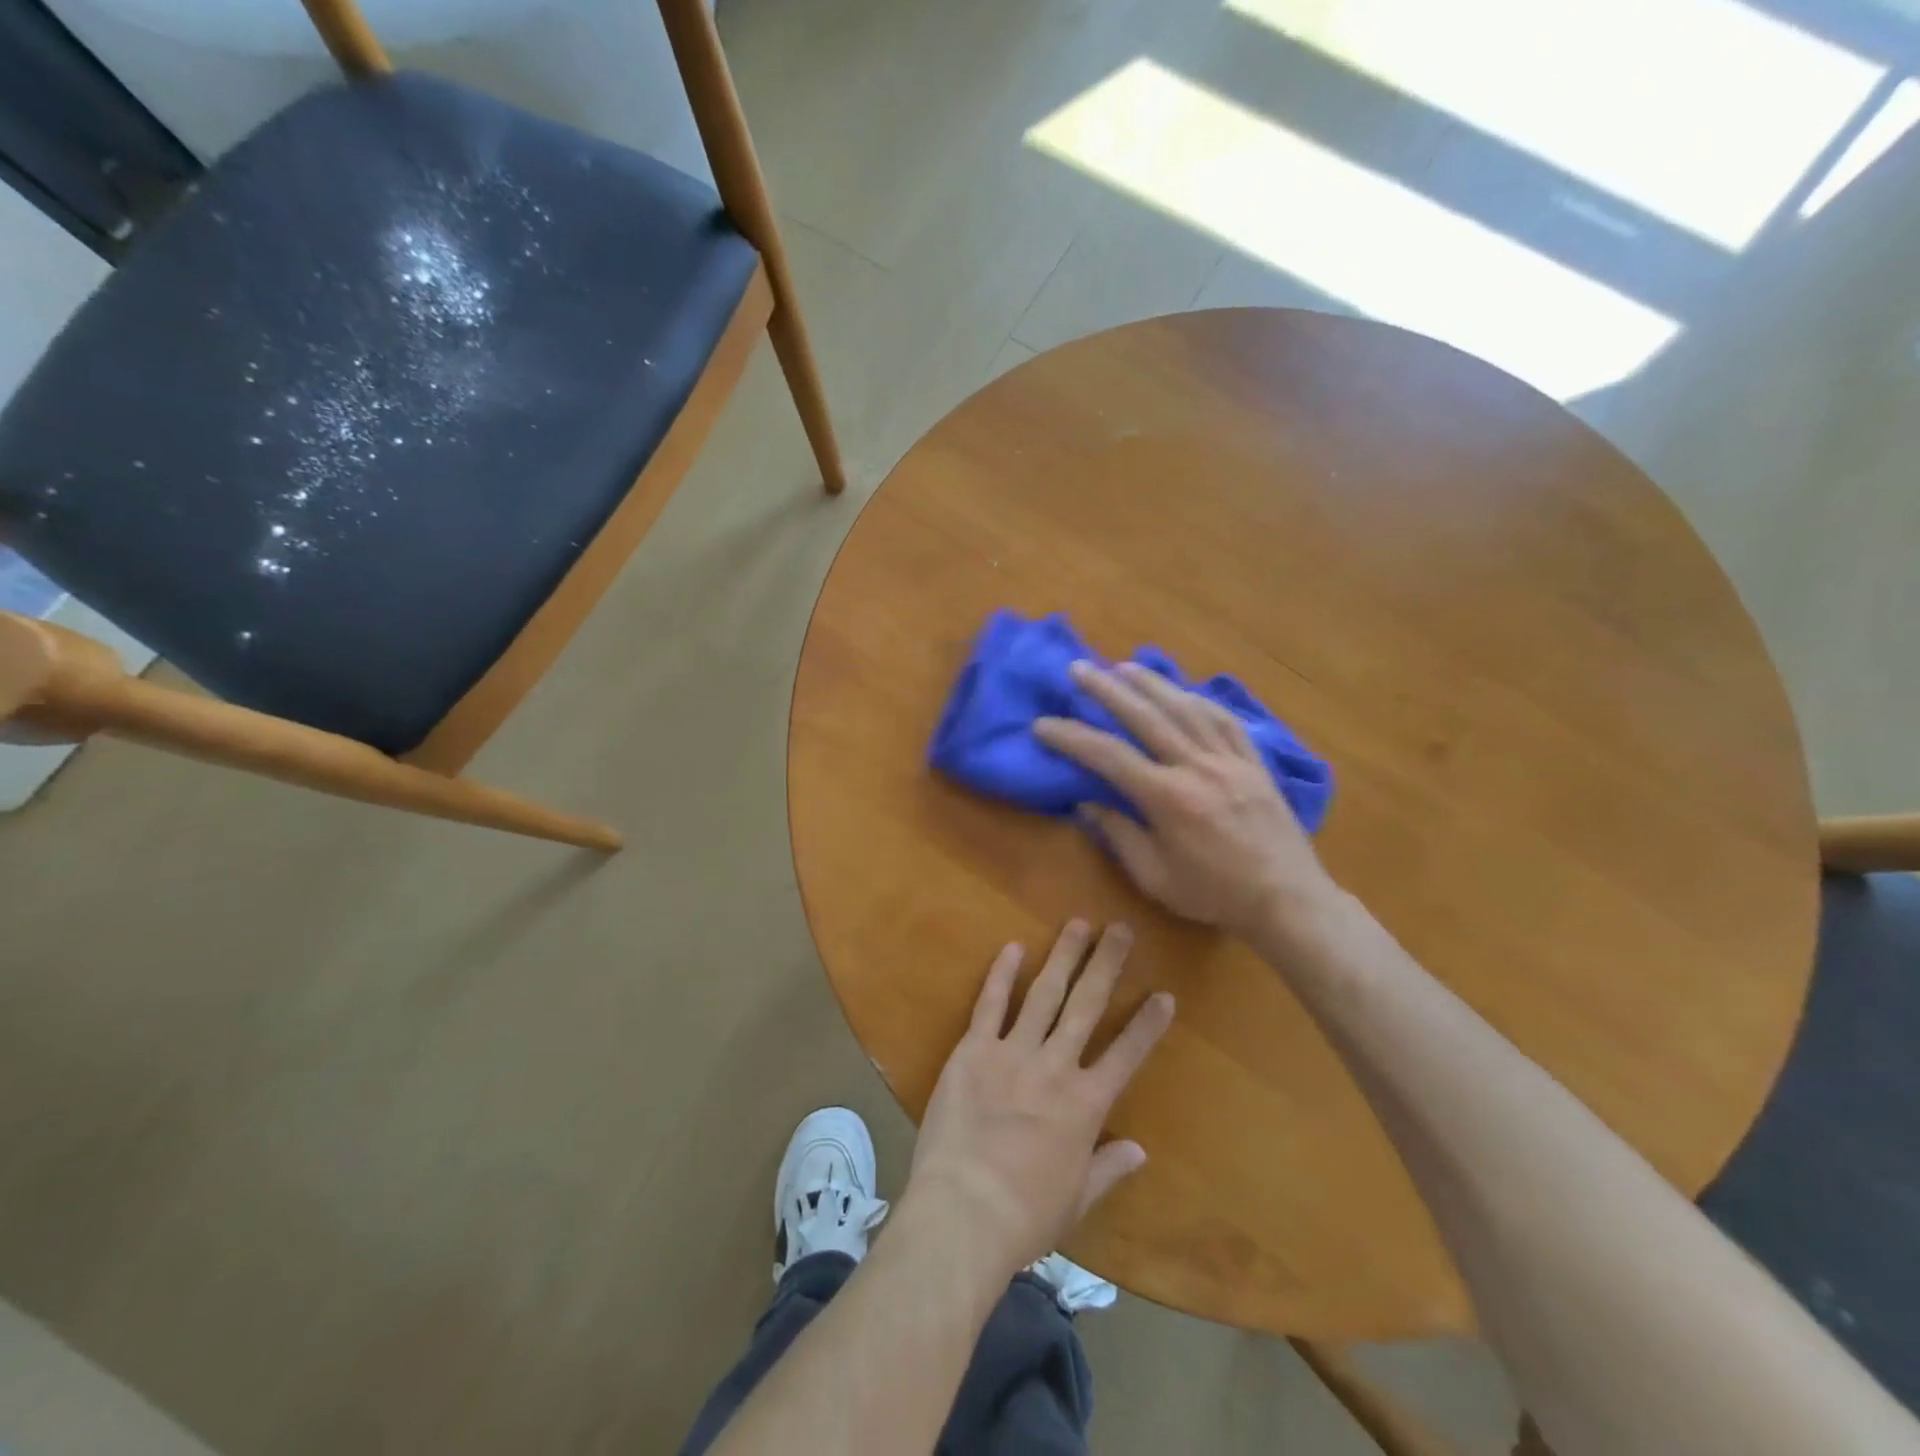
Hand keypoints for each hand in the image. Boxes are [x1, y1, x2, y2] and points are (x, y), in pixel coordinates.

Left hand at [906, 921, 1173, 1279]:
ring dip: (1063, 956)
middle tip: (1120, 928)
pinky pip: (990, 1005)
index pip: (1127, 1055)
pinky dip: (1002, 974)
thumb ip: (1109, 1169)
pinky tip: (1013, 946)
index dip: (1147, 1024)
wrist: (964, 1212)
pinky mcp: (973, 1050)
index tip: (1164, 994)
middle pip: (1087, 1006)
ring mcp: (1013, 1053)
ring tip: (1078, 923)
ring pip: (1044, 994)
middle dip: (1106, 964)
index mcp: (1085, 1105)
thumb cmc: (1024, 1216)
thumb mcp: (1076, 1199)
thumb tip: (1140, 1150)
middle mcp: (1055, 1067)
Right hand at [1033, 661, 1335, 939]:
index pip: (1108, 756)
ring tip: (1123, 666)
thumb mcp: (1155, 877)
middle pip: (1145, 716)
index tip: (1042, 724)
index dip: (1071, 737)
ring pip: (1185, 708)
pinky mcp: (1254, 762)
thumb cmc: (1215, 895)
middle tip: (1078, 668)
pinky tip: (1183, 691)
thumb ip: (1120, 835)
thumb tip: (1086, 803)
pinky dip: (1200, 700)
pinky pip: (1225, 720)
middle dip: (1107, 689)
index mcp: (1168, 798)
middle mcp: (1197, 767)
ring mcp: (1230, 760)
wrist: (1287, 899)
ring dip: (1151, 683)